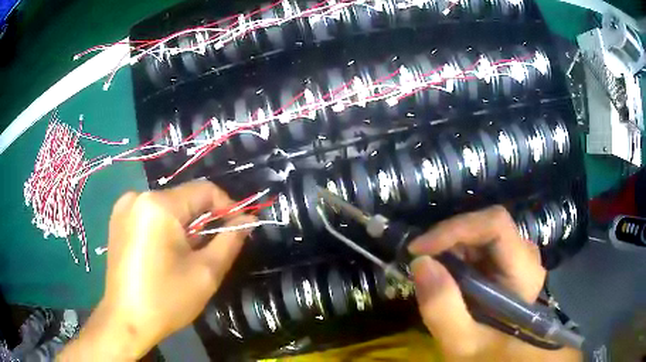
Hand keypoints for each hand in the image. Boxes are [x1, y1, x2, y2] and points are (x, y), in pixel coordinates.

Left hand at [59, 181, 253, 360]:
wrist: (125, 320)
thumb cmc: (166, 300)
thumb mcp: (206, 273)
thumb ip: (229, 241)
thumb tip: (247, 219)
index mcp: (158, 206)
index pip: (204, 190)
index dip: (227, 207)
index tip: (238, 228)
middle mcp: (138, 196)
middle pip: (184, 199)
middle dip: (203, 222)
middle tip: (210, 252)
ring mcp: (124, 206)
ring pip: (168, 207)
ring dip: (184, 226)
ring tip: (185, 257)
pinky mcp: (118, 218)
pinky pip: (151, 214)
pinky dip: (165, 228)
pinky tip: (164, 254)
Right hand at [408, 206, 580, 361]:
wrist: (499, 355)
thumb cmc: (486, 353)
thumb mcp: (461, 341)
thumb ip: (442, 309)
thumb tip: (420, 262)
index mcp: (524, 270)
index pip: (495, 225)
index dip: (456, 228)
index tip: (419, 249)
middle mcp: (526, 254)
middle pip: (486, 226)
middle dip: (449, 241)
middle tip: (422, 265)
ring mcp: (518, 255)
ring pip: (480, 233)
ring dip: (451, 249)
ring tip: (435, 275)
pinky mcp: (507, 259)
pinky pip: (479, 244)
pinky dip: (456, 255)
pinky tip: (449, 276)